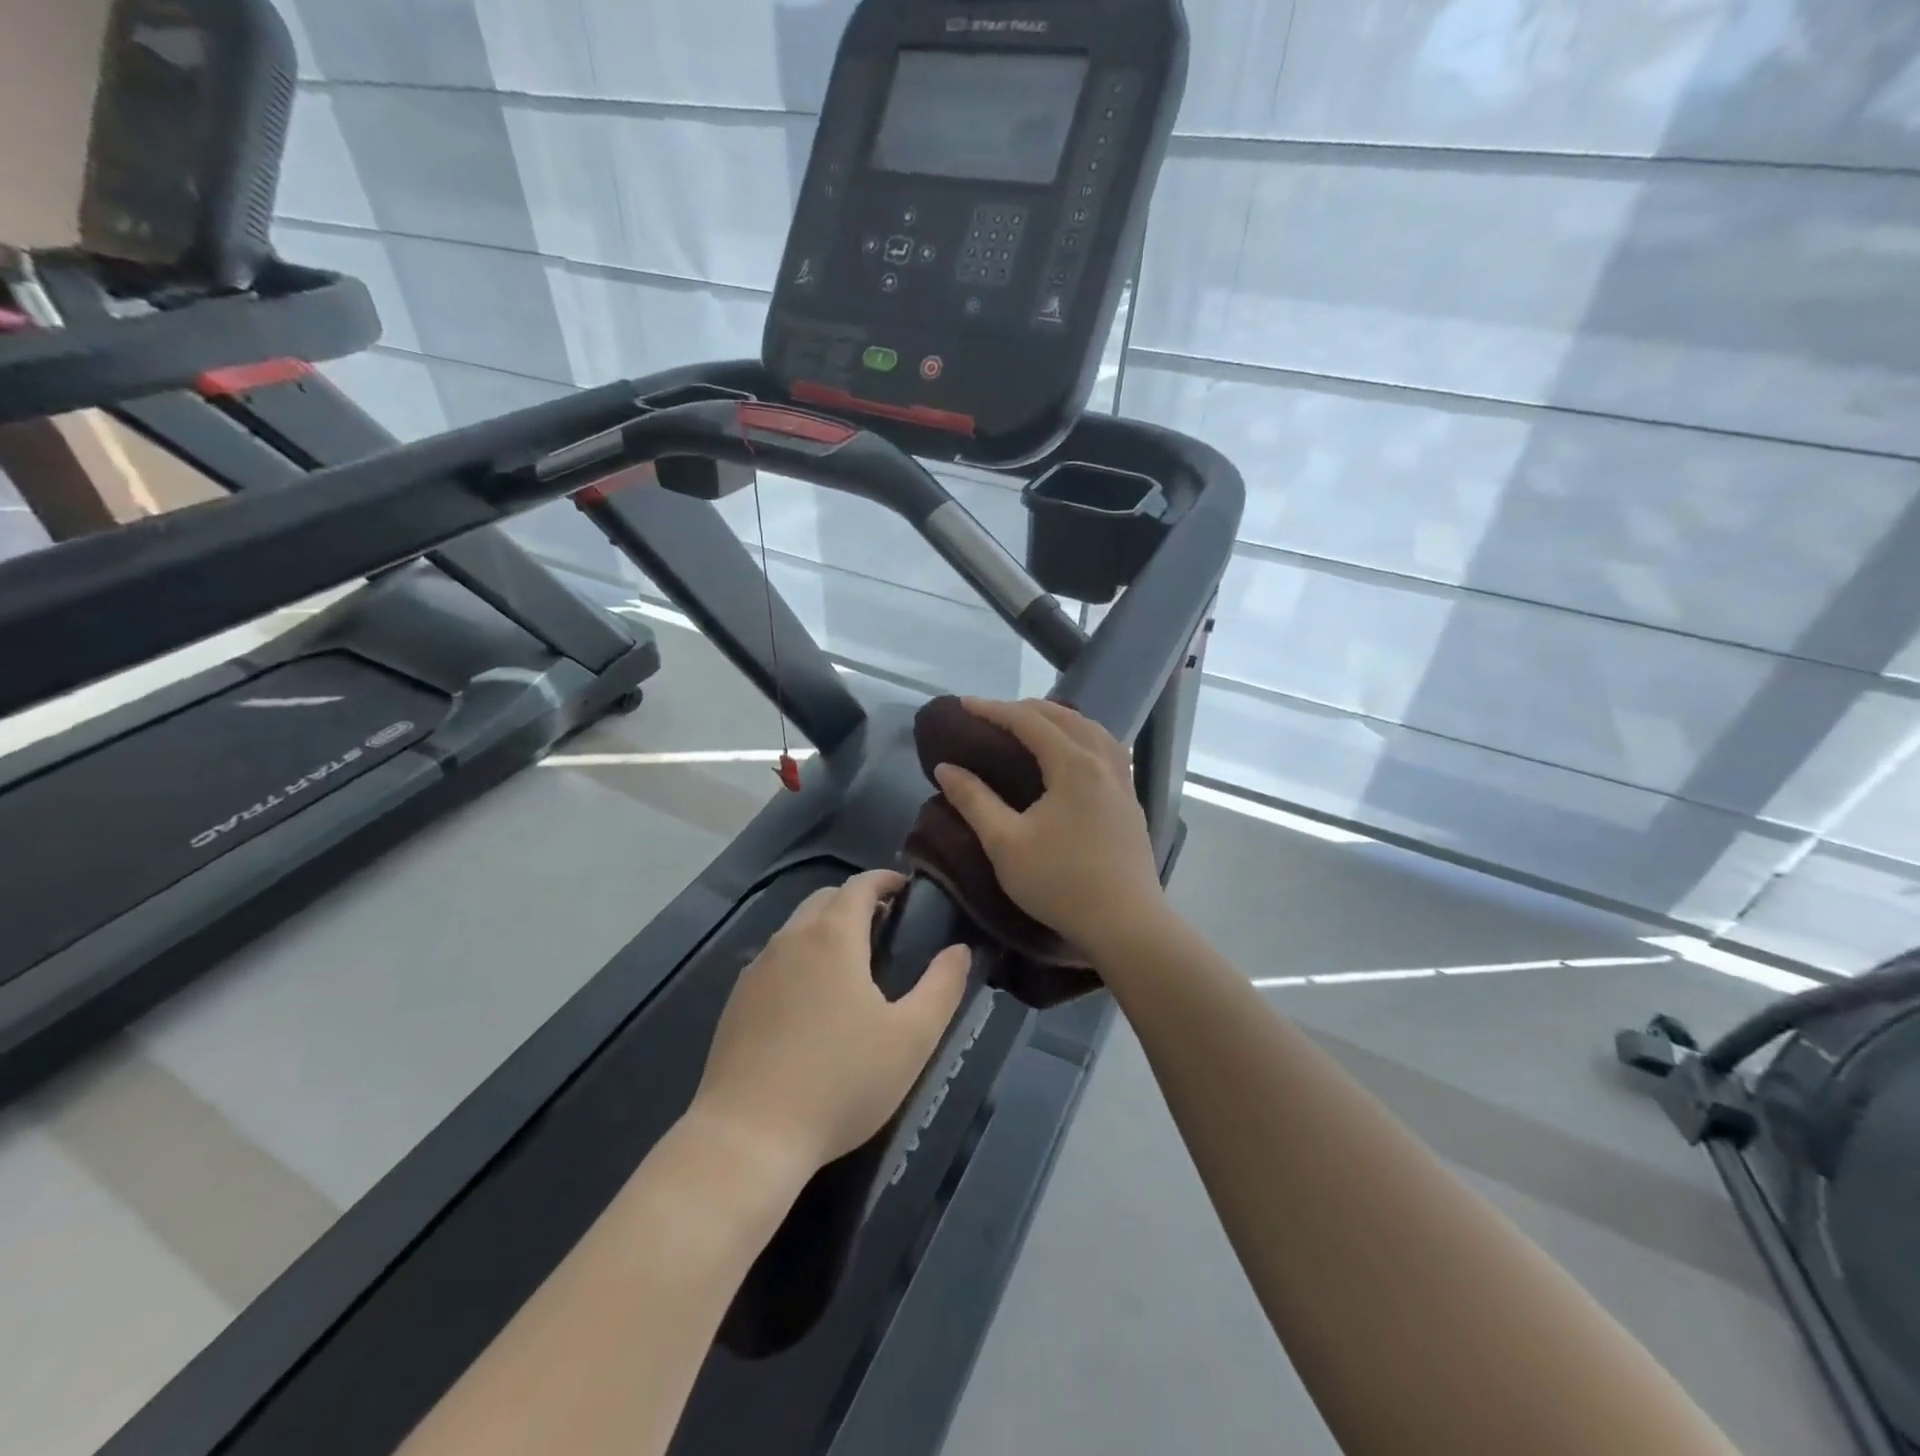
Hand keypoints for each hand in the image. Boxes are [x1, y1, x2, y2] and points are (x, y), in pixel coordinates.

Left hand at [691, 870, 970, 1177]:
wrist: (748, 1137)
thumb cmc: (840, 1081)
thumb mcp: (911, 1038)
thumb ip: (942, 987)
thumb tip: (960, 949)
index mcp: (832, 936)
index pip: (859, 885)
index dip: (885, 880)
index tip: (906, 889)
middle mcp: (790, 939)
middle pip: (825, 900)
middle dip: (856, 902)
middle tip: (887, 928)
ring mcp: (756, 970)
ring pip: (796, 929)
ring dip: (825, 929)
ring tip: (853, 965)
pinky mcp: (735, 1002)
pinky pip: (774, 960)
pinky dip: (799, 958)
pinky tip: (811, 1002)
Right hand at [932, 698, 1165, 957]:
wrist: (1125, 923)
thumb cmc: (1060, 882)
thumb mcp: (1005, 844)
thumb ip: (974, 800)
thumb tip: (946, 768)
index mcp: (1073, 764)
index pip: (1028, 721)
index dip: (993, 709)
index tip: (963, 704)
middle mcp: (1102, 761)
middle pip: (1064, 717)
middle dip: (1025, 709)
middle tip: (992, 715)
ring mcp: (1122, 781)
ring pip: (1091, 730)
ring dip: (1059, 719)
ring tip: (1032, 726)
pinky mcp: (1130, 801)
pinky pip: (1106, 749)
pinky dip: (1081, 737)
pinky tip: (1072, 755)